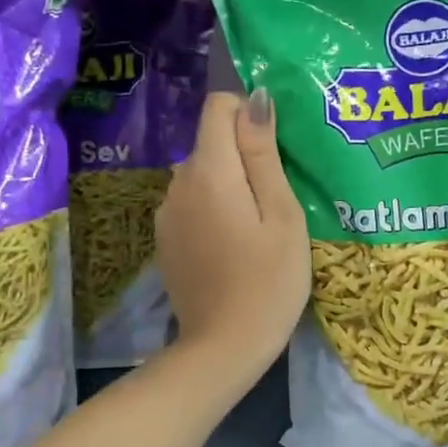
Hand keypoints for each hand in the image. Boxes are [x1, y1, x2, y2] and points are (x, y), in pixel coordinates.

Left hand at [156, 89, 310, 369]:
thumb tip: (255, 98)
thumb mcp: (281, 214)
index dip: (249, 115)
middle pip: (211, 142)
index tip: (275, 152)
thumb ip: (263, 153)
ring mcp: (166, 214)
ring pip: (202, 175)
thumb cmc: (269, 280)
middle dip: (244, 156)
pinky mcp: (165, 240)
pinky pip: (192, 204)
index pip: (218, 106)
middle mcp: (177, 183)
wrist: (224, 348)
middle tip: (279, 199)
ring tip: (259, 227)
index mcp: (209, 171)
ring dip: (230, 185)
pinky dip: (214, 210)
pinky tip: (234, 247)